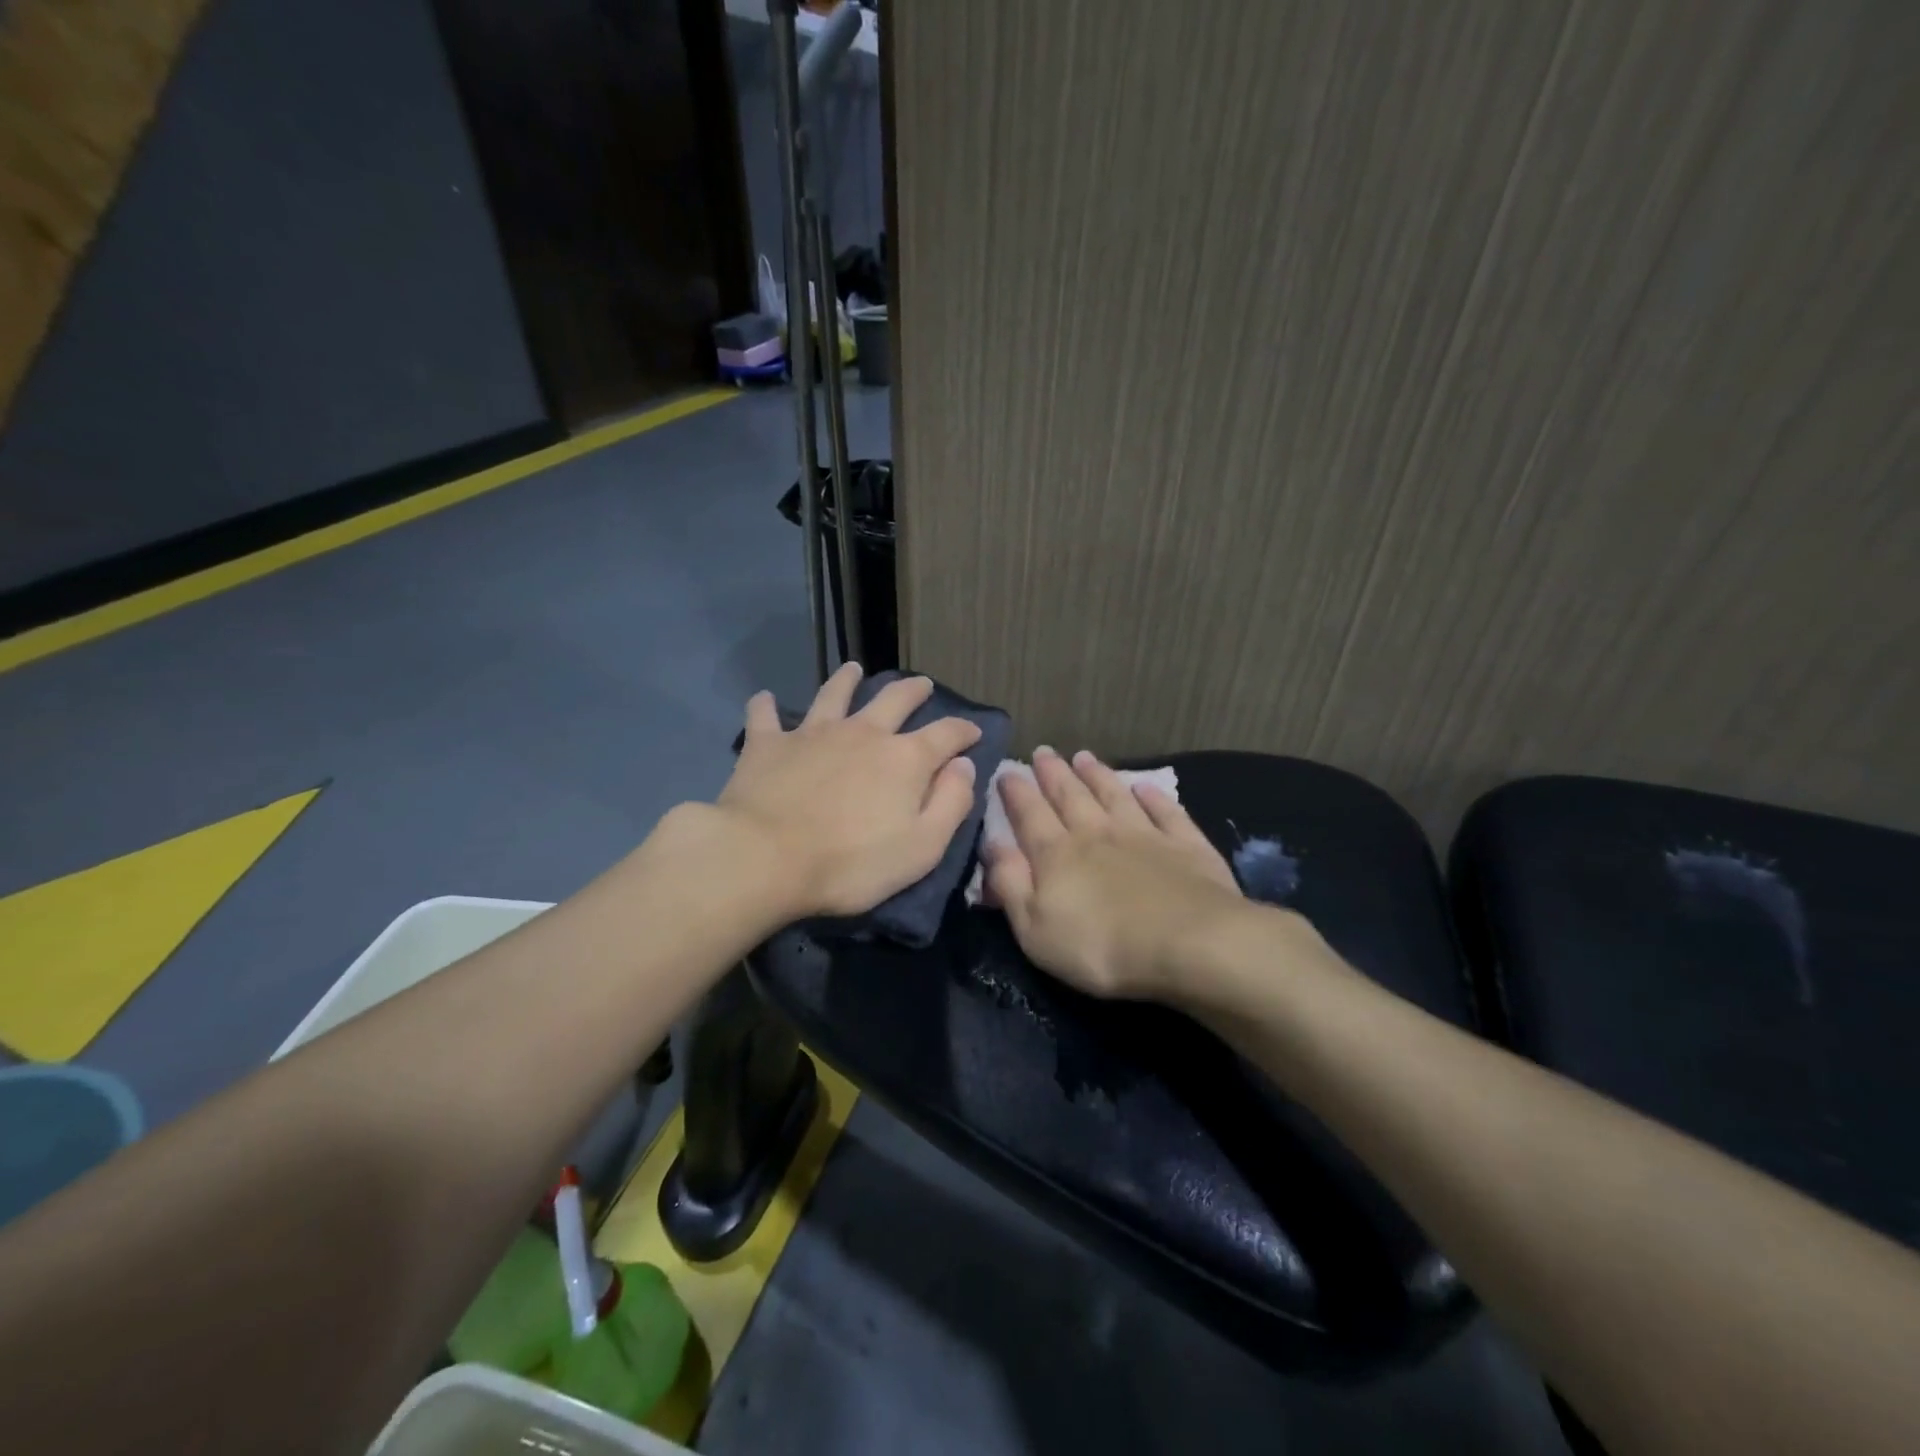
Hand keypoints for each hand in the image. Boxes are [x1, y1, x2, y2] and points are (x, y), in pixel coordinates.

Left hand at [717, 663, 981, 917]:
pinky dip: (766, 705)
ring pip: (834, 695)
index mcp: (905, 759)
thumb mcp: (922, 847)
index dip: (964, 730)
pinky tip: (764, 698)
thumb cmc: (852, 864)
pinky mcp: (768, 744)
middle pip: (894, 700)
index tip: (973, 731)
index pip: (946, 734)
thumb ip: (951, 803)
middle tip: (922, 684)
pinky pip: (765, 716)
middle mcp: (863, 733)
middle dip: (913, 690)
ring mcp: (812, 733)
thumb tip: (964, 765)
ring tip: (853, 669)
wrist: (765, 858)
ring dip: (846, 680)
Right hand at [983, 746, 1248, 999]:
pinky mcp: (1186, 846)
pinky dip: (1154, 796)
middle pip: (1070, 796)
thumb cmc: (1101, 947)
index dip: (1016, 792)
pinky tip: (1146, 786)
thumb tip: (991, 844)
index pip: (1030, 814)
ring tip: (1084, 756)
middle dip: (1053, 773)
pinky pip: (1166, 812)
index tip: (1007, 770)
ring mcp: (1144, 835)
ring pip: (1114, 795)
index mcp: (1057, 854)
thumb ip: (1010, 883)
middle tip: (1043, 751)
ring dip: (1098, 774)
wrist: (1189, 945)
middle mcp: (1097, 833)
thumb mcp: (1034, 927)